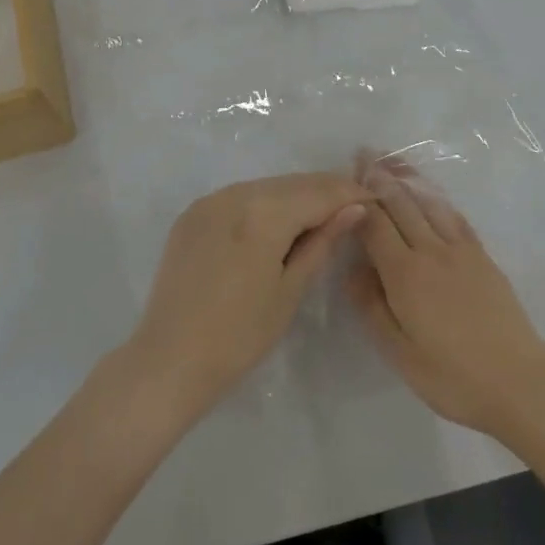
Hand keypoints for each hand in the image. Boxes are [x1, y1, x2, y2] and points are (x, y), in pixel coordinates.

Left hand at [127, 173, 368, 418]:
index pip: (319, 193)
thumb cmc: (239, 335)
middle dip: (326, 191)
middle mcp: (236, 193)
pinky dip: (265, 204)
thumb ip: (322, 242)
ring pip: (267, 187)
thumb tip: (355, 209)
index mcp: (264, 212)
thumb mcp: (289, 290)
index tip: (375, 199)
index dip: (350, 194)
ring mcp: (210, 201)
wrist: (169, 361)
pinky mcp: (193, 214)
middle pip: (293, 184)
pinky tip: (279, 222)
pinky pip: (240, 198)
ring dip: (296, 196)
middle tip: (356, 204)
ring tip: (323, 214)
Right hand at [346, 153, 544, 438]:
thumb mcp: (400, 353)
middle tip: (365, 154)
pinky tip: (431, 194)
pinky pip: (455, 217)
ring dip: (409, 179)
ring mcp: (461, 250)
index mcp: (405, 274)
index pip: (375, 225)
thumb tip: (352, 269)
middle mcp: (431, 251)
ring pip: (429, 203)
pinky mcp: (483, 257)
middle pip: (402, 205)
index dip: (359, 200)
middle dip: (381, 178)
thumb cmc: (452, 377)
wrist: (519, 382)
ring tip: (393, 161)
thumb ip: (371, 307)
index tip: (345, 178)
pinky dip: (438, 199)